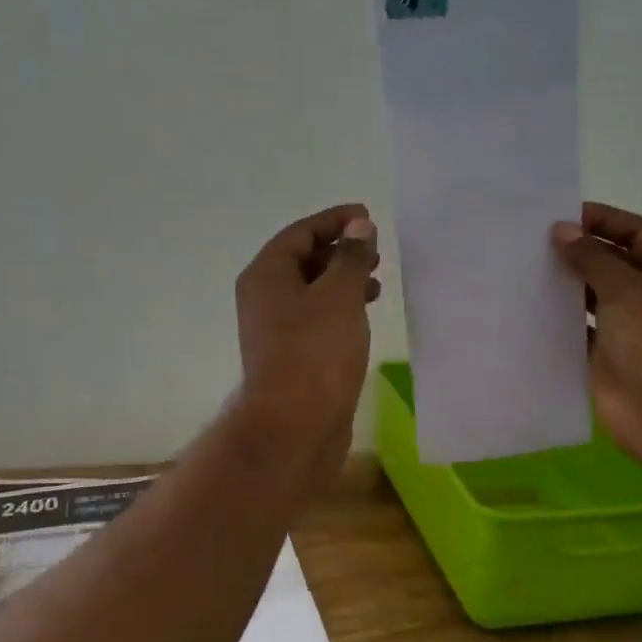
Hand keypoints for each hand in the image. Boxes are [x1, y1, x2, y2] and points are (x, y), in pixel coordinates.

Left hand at [234, 204, 380, 454]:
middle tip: (375, 251)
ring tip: (377, 281)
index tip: (367, 216)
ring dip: (343, 279)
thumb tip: (359, 225)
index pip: (300, 232)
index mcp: (266, 274)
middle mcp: (264, 297)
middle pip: (303, 259)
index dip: (334, 220)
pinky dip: (340, 307)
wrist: (294, 425)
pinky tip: (364, 313)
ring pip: (311, 290)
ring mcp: (276, 328)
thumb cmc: (316, 351)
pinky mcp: (292, 353)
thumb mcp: (339, 295)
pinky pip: (316, 316)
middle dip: (340, 250)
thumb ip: (351, 257)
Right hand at [551, 202, 641, 471]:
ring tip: (527, 265)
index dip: (603, 221)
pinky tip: (529, 303)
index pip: (639, 232)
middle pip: (615, 262)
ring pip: (595, 294)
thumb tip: (560, 230)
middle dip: (580, 251)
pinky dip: (559, 316)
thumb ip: (590, 256)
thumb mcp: (626, 287)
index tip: (562, 214)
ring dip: (567, 282)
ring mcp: (632, 327)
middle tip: (535, 239)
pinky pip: (580, 327)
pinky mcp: (608, 354)